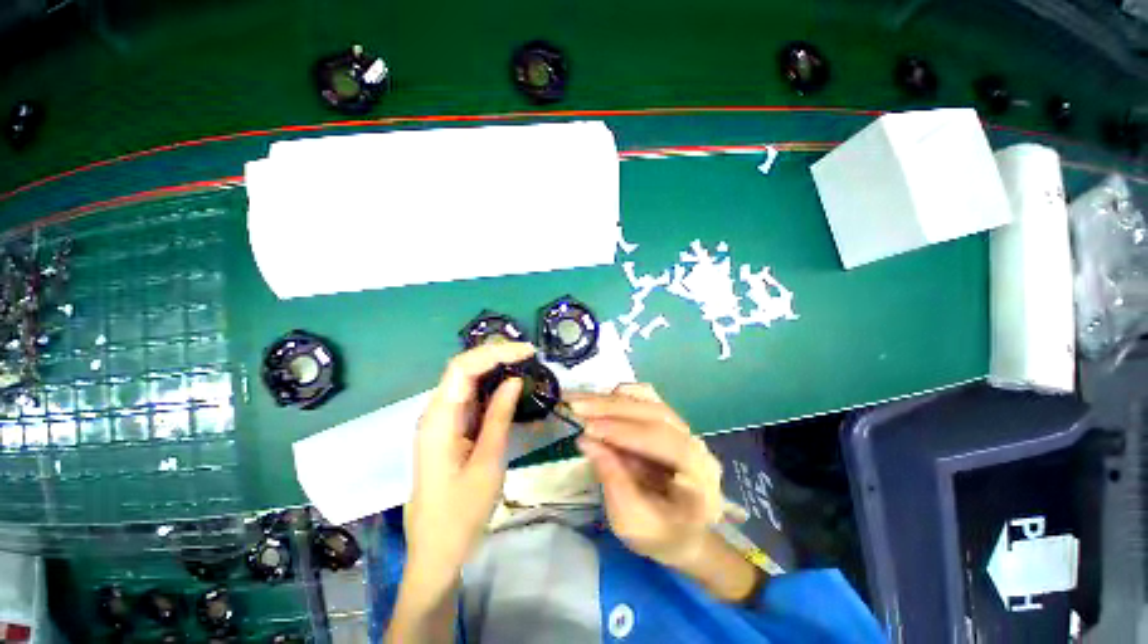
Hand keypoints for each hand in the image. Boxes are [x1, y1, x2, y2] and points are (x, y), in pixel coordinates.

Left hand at [403, 342, 533, 589]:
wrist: (435, 552)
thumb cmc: (461, 513)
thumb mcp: (488, 462)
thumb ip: (498, 416)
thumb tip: (514, 380)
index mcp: (439, 419)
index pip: (462, 368)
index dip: (494, 353)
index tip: (527, 351)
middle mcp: (434, 413)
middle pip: (462, 369)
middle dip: (495, 355)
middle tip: (528, 355)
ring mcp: (440, 421)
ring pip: (465, 381)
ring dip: (493, 369)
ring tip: (524, 364)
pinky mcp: (448, 430)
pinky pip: (468, 398)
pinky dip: (490, 387)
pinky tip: (509, 388)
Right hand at [570, 384, 724, 569]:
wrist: (686, 534)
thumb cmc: (660, 536)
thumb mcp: (632, 522)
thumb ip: (612, 481)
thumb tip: (586, 441)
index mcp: (698, 476)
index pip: (662, 441)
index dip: (623, 431)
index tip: (588, 427)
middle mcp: (696, 445)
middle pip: (655, 414)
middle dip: (612, 408)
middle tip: (577, 404)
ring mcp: (685, 430)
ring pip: (651, 402)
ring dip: (613, 399)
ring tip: (583, 400)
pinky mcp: (670, 423)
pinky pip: (648, 400)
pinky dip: (623, 396)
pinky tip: (602, 399)